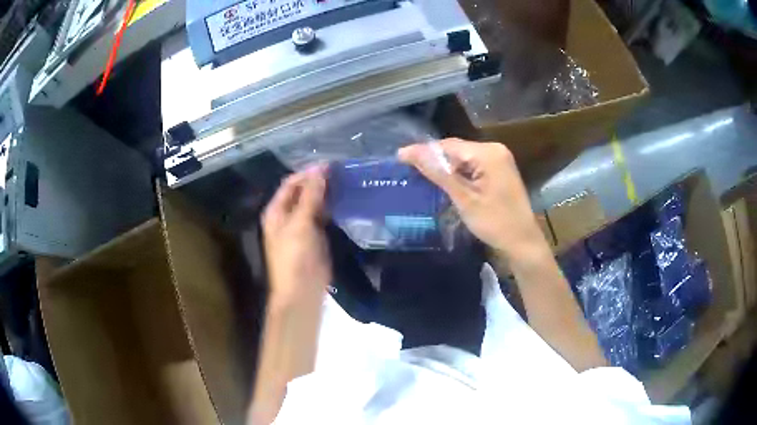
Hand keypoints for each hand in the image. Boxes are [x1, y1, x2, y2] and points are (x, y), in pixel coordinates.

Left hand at [262, 166, 331, 308]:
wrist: (302, 291)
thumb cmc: (295, 257)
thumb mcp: (300, 224)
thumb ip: (310, 196)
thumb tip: (320, 170)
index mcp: (277, 211)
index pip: (291, 183)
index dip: (308, 173)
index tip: (330, 165)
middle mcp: (287, 216)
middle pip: (302, 192)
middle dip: (319, 182)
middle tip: (341, 172)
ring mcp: (301, 226)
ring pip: (314, 204)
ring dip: (326, 194)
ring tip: (346, 182)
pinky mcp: (315, 237)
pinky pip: (322, 217)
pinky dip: (332, 208)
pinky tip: (345, 201)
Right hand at [399, 139, 545, 261]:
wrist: (522, 242)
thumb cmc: (495, 222)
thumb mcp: (464, 198)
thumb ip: (437, 173)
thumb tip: (409, 152)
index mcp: (488, 153)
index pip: (448, 146)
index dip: (423, 151)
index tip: (399, 157)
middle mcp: (495, 150)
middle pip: (457, 150)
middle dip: (434, 159)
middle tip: (408, 168)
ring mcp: (499, 160)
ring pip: (464, 158)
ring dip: (445, 167)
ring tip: (420, 175)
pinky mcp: (499, 171)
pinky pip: (473, 166)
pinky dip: (458, 174)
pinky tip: (445, 182)